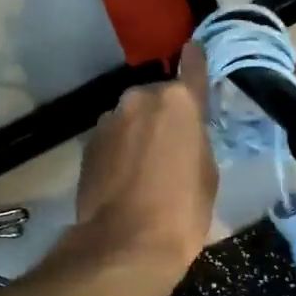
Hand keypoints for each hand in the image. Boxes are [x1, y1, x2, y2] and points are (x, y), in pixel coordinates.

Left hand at [69, 42, 218, 295]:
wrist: (125, 244)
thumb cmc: (182, 211)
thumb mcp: (207, 174)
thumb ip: (196, 140)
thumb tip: (184, 132)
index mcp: (178, 103)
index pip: (192, 68)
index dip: (196, 62)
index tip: (195, 51)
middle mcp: (140, 99)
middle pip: (158, 98)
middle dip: (164, 114)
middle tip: (173, 145)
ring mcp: (109, 121)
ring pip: (132, 118)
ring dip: (139, 132)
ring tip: (147, 167)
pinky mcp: (88, 145)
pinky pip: (113, 138)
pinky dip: (120, 150)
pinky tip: (126, 178)